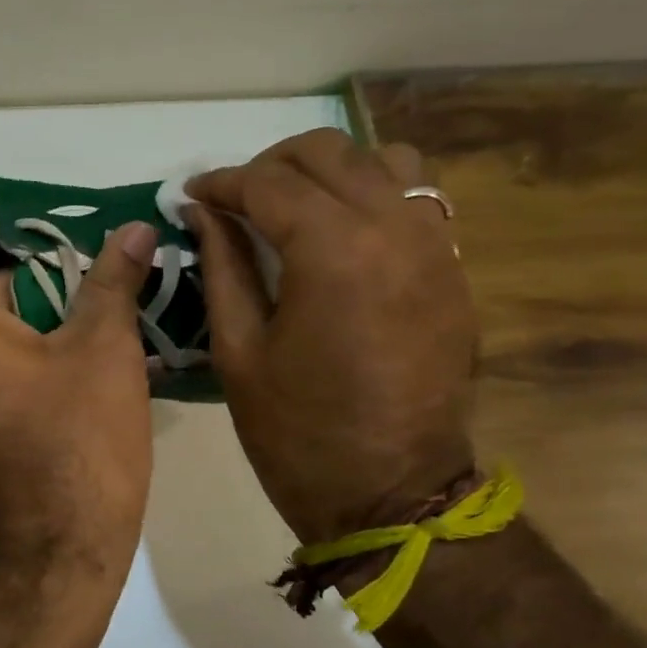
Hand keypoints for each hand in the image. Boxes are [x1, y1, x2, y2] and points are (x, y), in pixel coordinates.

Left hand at [0, 201, 158, 575]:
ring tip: (72, 289)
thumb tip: (136, 229)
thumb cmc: (76, 444)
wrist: (53, 557)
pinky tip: (49, 347)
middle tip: (71, 243)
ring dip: (9, 304)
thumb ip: (113, 280)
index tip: (9, 185)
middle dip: (11, 258)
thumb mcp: (103, 351)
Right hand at [185, 129, 477, 544]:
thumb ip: (222, 267)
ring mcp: (434, 246)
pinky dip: (374, 192)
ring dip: (331, 170)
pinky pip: (418, 198)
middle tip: (236, 198)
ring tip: (296, 204)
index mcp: (333, 251)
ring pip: (384, 161)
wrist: (392, 493)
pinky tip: (343, 230)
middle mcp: (393, 228)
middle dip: (271, 165)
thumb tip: (204, 212)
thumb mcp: (239, 351)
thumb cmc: (298, 433)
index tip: (193, 194)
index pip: (268, 184)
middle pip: (328, 154)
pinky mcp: (453, 269)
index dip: (222, 183)